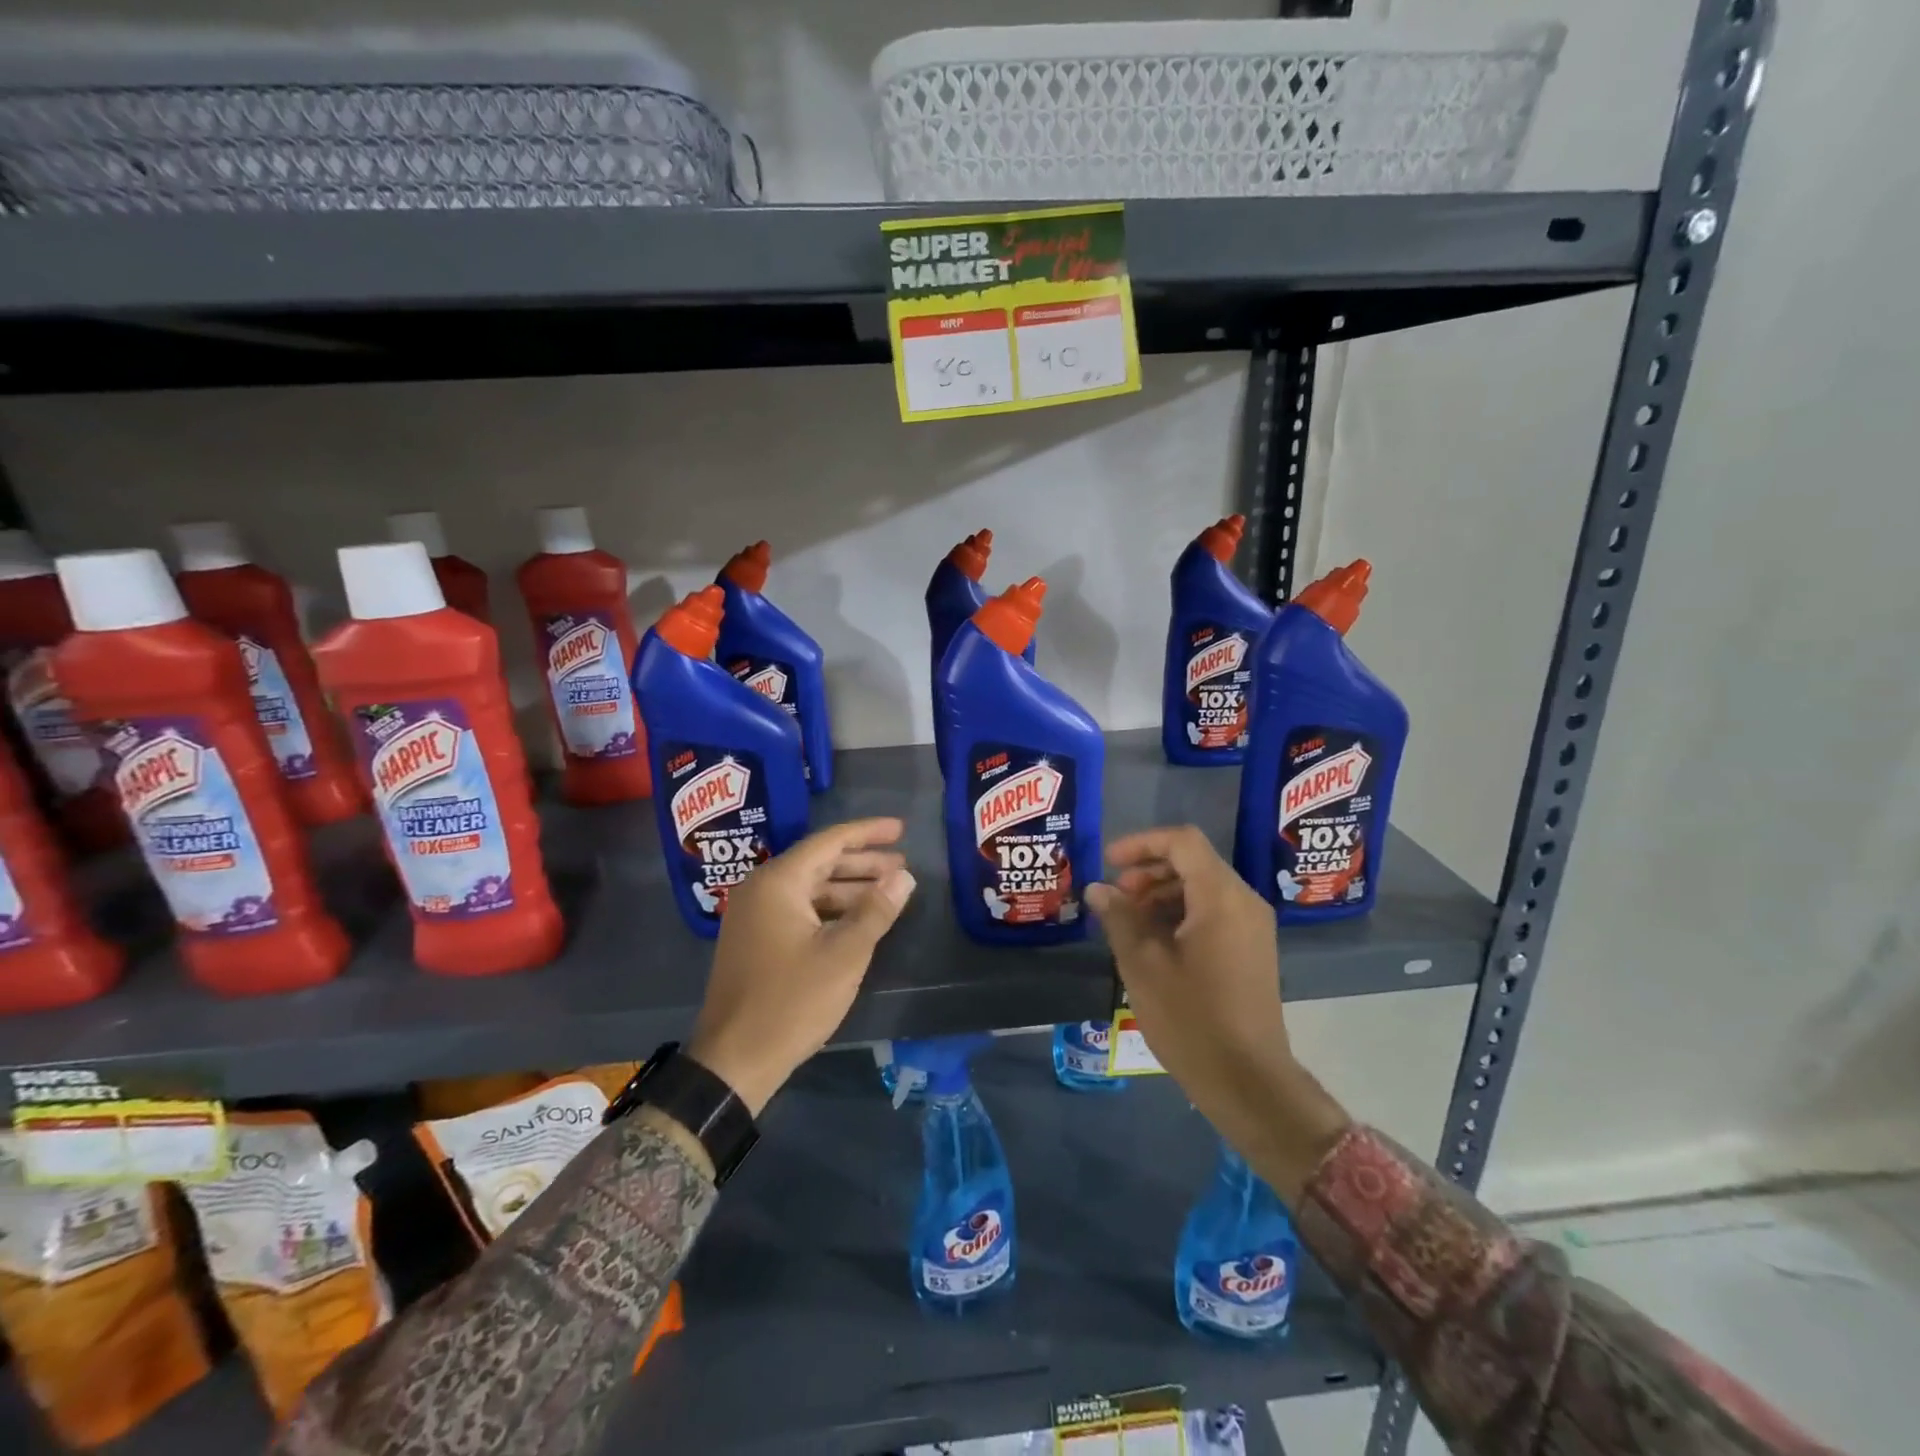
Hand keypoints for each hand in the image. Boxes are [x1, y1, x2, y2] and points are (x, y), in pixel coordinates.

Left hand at [687, 818, 915, 1115]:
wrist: (734, 1061)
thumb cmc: (792, 1001)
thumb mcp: (844, 954)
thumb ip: (876, 910)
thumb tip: (903, 877)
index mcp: (778, 883)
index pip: (829, 841)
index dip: (868, 833)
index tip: (901, 829)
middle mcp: (761, 890)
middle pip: (819, 863)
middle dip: (863, 862)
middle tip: (902, 864)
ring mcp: (754, 917)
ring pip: (810, 889)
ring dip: (849, 888)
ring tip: (888, 891)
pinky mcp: (755, 941)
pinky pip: (799, 910)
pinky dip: (830, 910)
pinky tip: (858, 920)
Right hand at [1086, 826, 1347, 1202]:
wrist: (1248, 1082)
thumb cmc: (1191, 1019)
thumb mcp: (1143, 965)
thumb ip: (1119, 918)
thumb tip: (1099, 889)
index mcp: (1221, 897)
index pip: (1182, 842)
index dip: (1141, 843)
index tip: (1108, 862)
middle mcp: (1244, 902)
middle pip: (1194, 861)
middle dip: (1149, 870)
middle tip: (1116, 896)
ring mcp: (1252, 927)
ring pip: (1203, 886)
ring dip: (1163, 892)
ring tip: (1129, 920)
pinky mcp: (1252, 949)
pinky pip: (1214, 911)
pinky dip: (1181, 913)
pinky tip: (1154, 941)